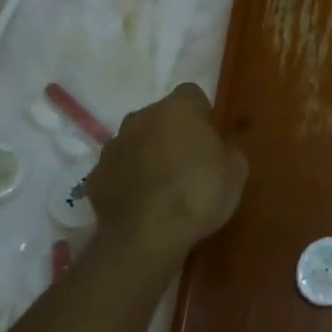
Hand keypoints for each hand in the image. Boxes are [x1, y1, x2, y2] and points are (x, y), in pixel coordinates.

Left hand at [87, 84, 247, 265]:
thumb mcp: (236, 172)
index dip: (201, 115)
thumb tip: (218, 149)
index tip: (209, 138)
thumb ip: (227, 151)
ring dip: (147, 155)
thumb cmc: (199, 194)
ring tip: (162, 187)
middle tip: (187, 162)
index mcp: (178, 109)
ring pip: (135, 141)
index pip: (192, 95)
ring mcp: (113, 146)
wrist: (146, 237)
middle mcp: (141, 118)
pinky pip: (117, 170)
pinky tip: (140, 203)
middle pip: (159, 117)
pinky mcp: (94, 176)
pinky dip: (127, 180)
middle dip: (171, 133)